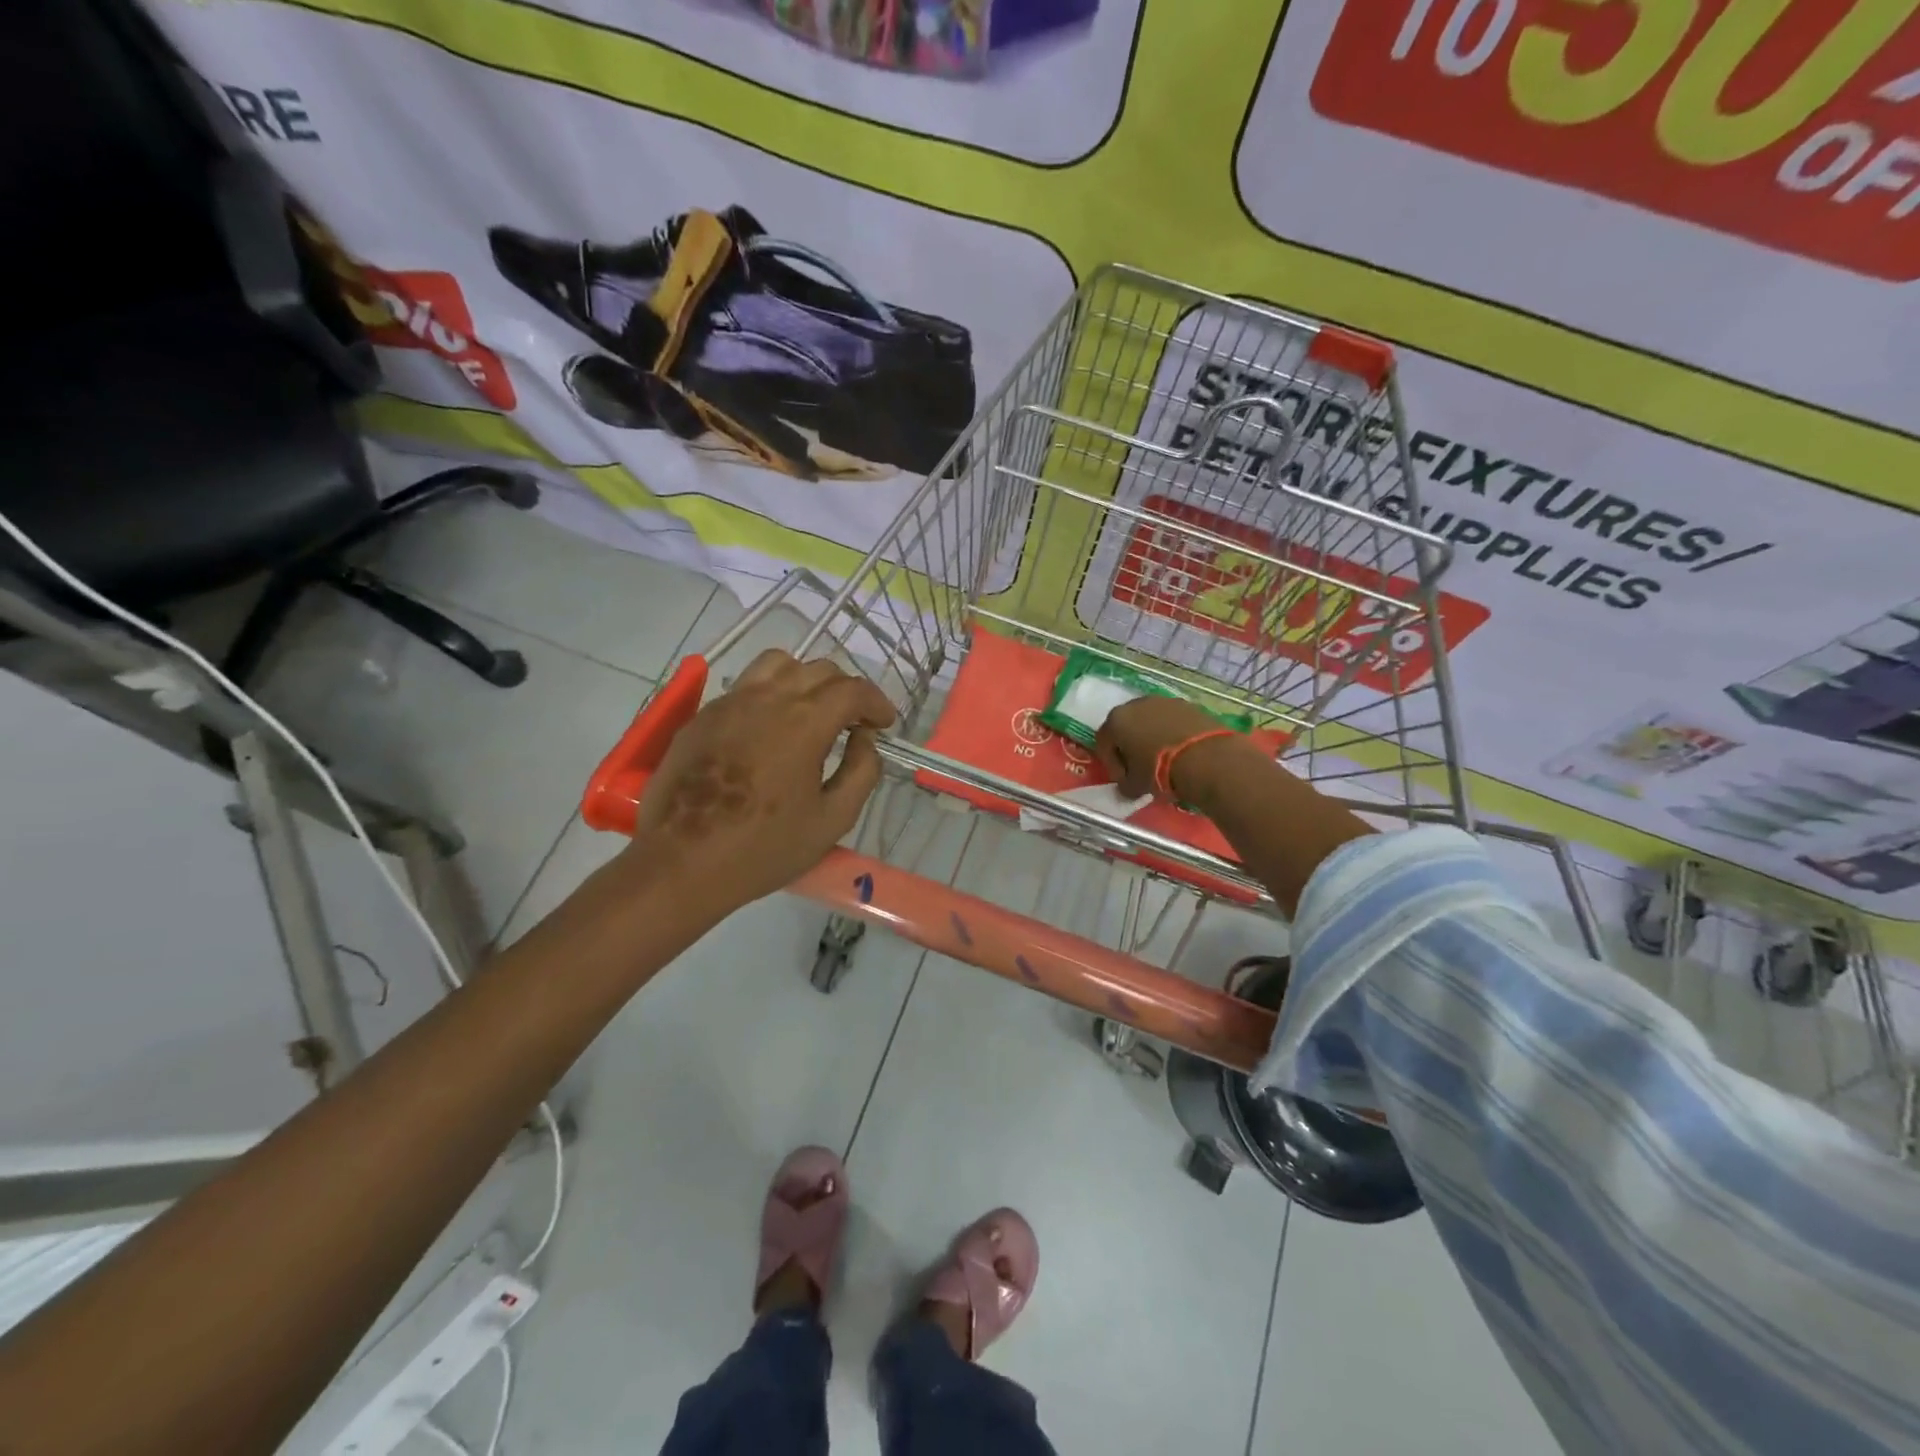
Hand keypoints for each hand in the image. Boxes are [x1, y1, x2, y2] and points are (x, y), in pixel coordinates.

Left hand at [624, 650, 897, 917]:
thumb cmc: (764, 848)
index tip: (884, 724)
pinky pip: (745, 685)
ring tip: (811, 712)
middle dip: (845, 691)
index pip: (852, 689)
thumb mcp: (832, 820)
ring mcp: (729, 702)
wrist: (682, 863)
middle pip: (818, 670)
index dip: (876, 702)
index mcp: (804, 723)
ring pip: (778, 664)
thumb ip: (861, 772)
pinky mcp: (702, 716)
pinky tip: (770, 728)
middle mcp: (768, 699)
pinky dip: (770, 693)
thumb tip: (864, 739)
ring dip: (806, 680)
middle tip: (854, 723)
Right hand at [1093, 695, 1266, 806]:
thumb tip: (1126, 787)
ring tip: (1164, 761)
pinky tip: (1181, 753)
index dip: (1112, 764)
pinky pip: (1172, 722)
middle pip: (1126, 727)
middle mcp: (1136, 704)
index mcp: (1116, 720)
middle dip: (1130, 748)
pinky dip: (1172, 735)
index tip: (1124, 780)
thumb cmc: (1159, 770)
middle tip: (1140, 770)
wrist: (1206, 758)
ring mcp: (1165, 701)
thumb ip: (1124, 785)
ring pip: (1150, 722)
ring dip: (1152, 739)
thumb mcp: (1135, 785)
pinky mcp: (1189, 705)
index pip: (1104, 743)